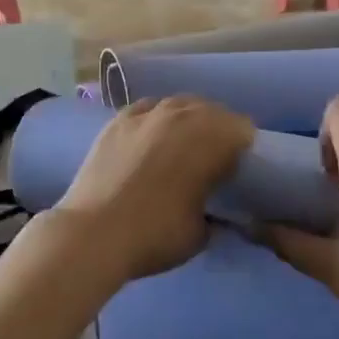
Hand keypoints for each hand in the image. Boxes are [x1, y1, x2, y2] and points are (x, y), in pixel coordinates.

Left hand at [56, 97, 253, 281]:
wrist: (94, 233)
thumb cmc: (156, 234)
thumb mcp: (201, 233)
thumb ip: (216, 214)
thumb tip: (217, 211)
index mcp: (212, 138)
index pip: (243, 128)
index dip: (245, 148)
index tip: (239, 169)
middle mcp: (183, 114)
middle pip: (213, 111)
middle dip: (218, 131)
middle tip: (213, 160)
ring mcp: (148, 112)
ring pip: (180, 104)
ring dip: (188, 120)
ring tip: (182, 146)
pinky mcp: (119, 119)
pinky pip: (148, 108)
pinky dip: (155, 119)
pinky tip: (151, 137)